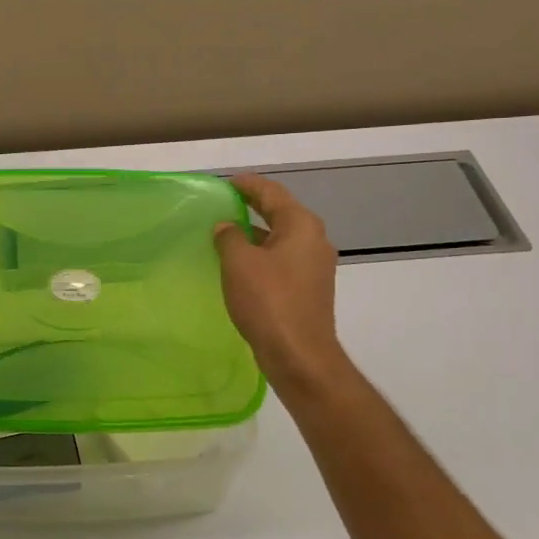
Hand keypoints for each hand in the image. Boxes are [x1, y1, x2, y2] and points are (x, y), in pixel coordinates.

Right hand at [214, 174, 349, 390]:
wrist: (299, 356)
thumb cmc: (269, 301)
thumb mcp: (239, 263)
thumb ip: (229, 237)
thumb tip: (226, 226)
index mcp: (301, 226)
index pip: (272, 193)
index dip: (248, 185)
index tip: (226, 183)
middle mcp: (314, 241)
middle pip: (281, 214)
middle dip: (253, 208)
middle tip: (224, 205)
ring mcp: (315, 267)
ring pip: (281, 240)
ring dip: (256, 235)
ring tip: (226, 235)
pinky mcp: (310, 289)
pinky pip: (283, 261)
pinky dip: (262, 256)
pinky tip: (241, 267)